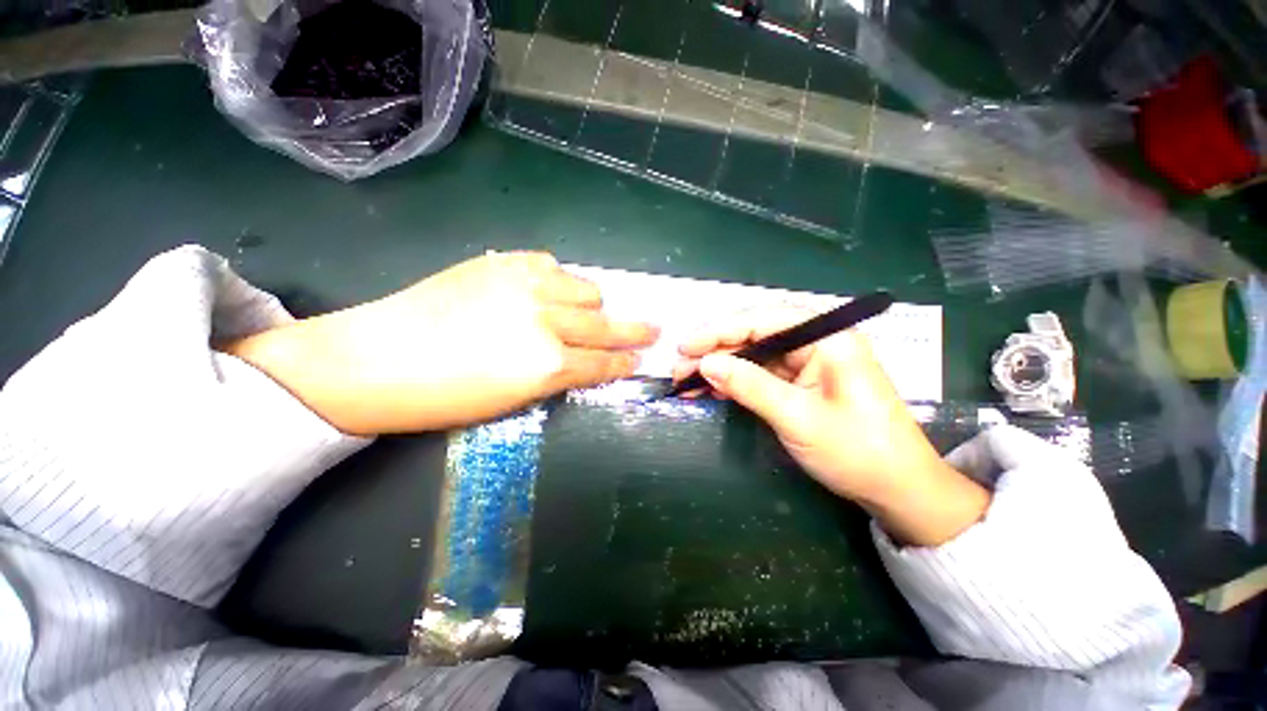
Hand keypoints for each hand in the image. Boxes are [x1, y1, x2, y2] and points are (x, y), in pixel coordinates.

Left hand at [222, 252, 658, 434]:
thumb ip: (559, 375)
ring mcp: (526, 285)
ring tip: (590, 310)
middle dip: (634, 330)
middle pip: (605, 323)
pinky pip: (551, 264)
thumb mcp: (514, 400)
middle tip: (652, 328)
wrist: (377, 359)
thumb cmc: (445, 398)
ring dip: (595, 302)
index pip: (603, 363)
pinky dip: (561, 278)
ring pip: (586, 287)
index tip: (641, 358)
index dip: (625, 362)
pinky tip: (552, 289)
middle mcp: (546, 320)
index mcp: (548, 364)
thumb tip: (587, 360)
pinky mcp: (503, 263)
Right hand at [673, 307, 988, 546]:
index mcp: (827, 338)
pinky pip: (759, 374)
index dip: (719, 330)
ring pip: (752, 355)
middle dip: (715, 350)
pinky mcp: (799, 382)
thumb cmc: (858, 451)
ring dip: (719, 367)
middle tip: (680, 368)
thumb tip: (706, 364)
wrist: (897, 490)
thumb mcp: (798, 418)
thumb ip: (750, 386)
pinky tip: (709, 389)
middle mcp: (815, 342)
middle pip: (754, 335)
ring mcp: (806, 363)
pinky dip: (733, 382)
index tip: (686, 345)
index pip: (763, 320)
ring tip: (686, 380)